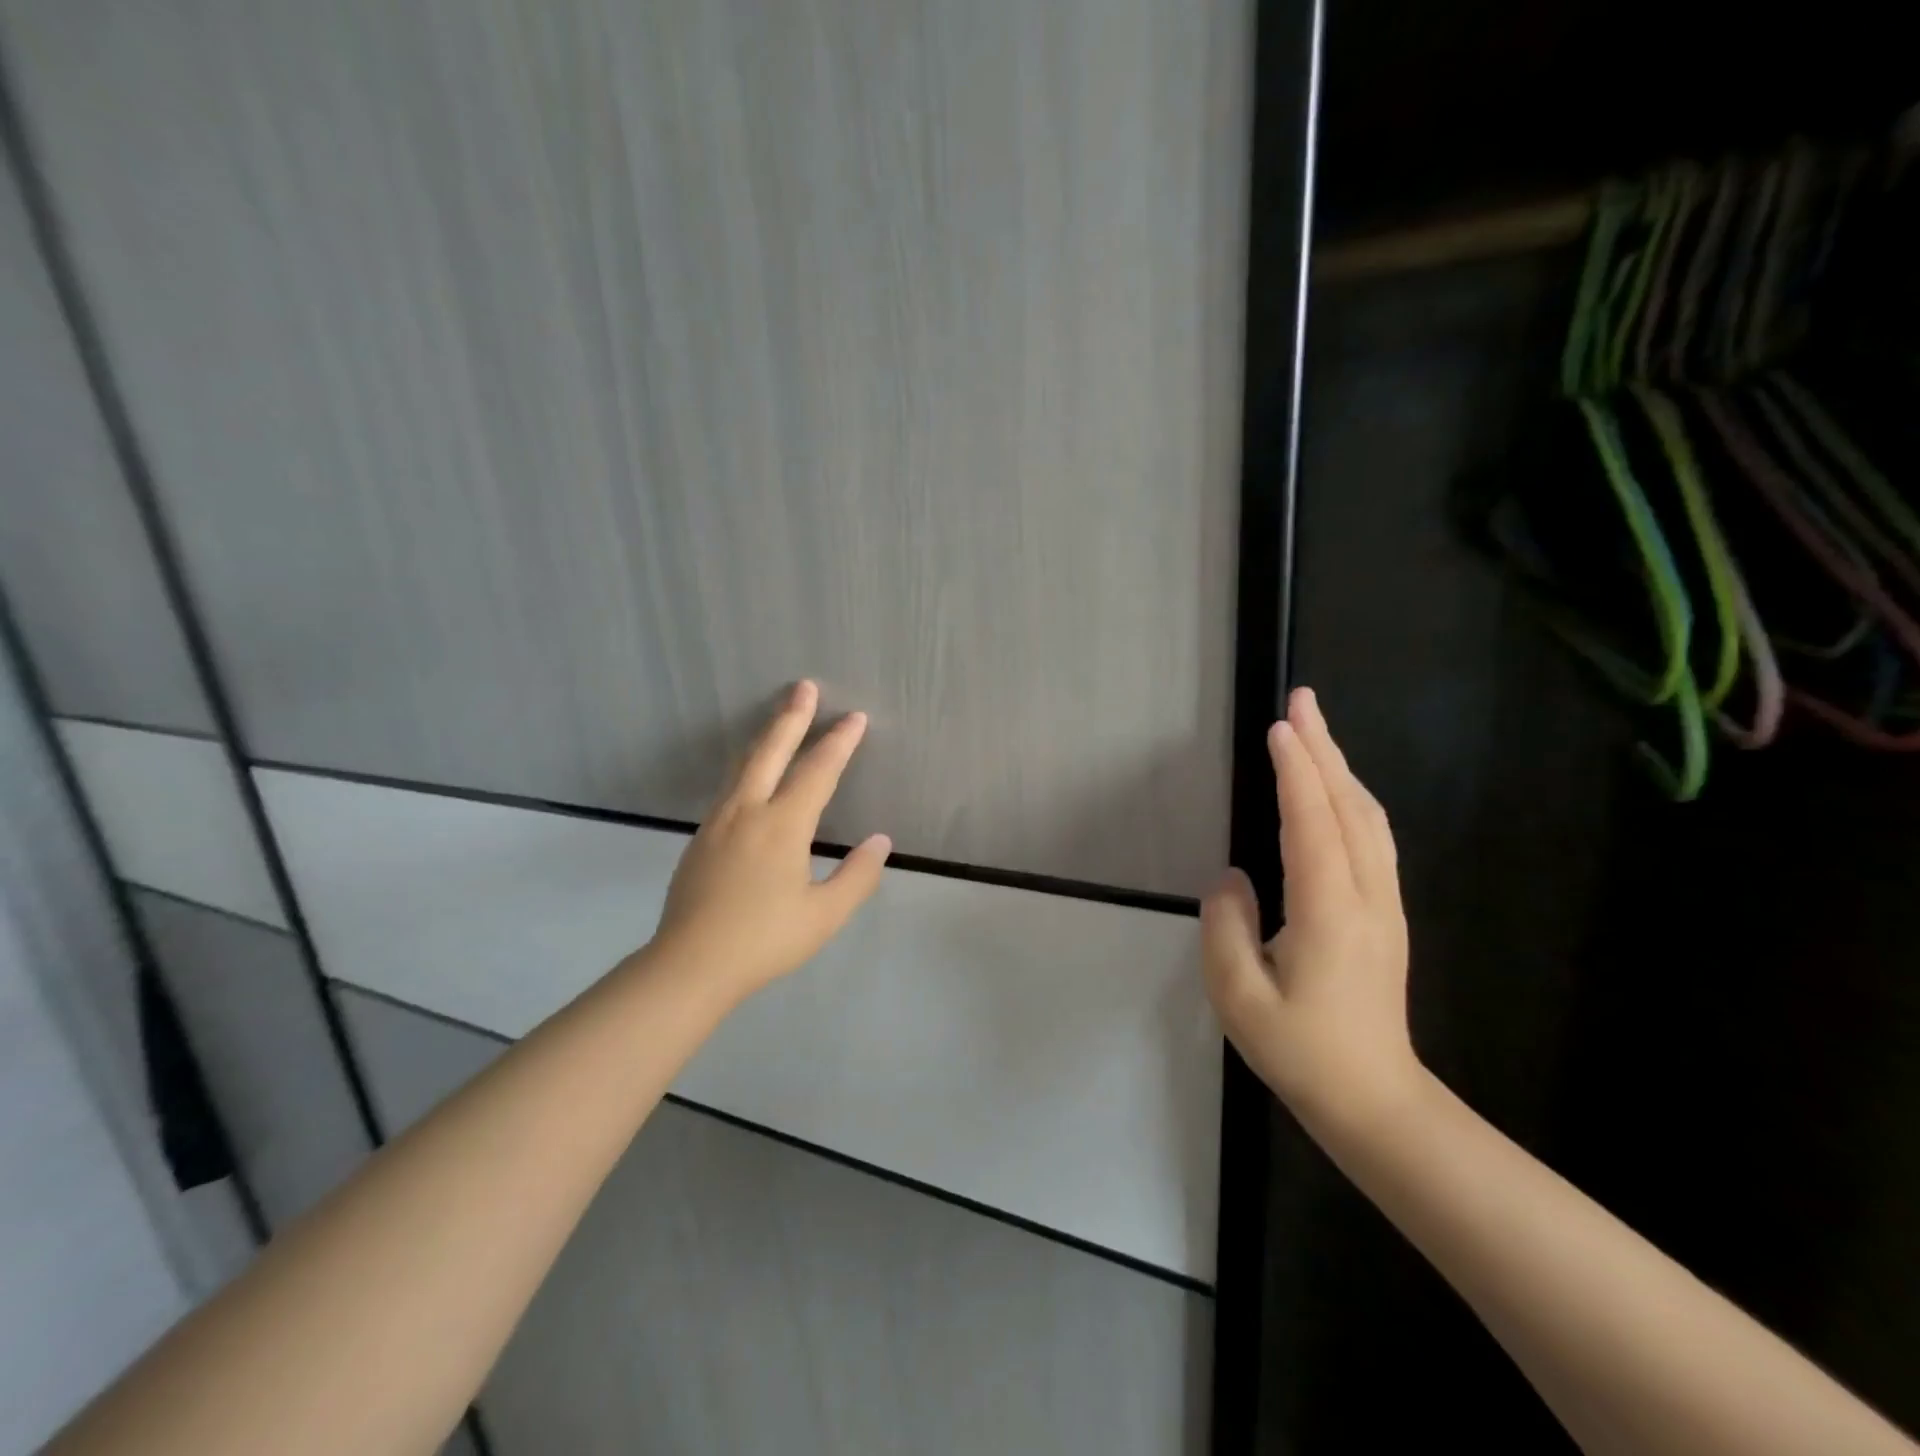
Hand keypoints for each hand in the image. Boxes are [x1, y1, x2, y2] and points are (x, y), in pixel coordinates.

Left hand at [650, 680, 891, 1000]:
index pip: (818, 771)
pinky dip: (749, 764)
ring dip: (766, 736)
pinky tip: (753, 773)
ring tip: (780, 718)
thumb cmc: (764, 940)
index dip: (839, 742)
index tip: (856, 717)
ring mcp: (719, 821)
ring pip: (745, 764)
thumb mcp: (824, 915)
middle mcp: (748, 811)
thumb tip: (880, 841)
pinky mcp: (701, 837)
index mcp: (782, 826)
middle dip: (791, 717)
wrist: (689, 964)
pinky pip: (731, 785)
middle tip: (804, 687)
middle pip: (771, 751)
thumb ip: (857, 876)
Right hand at [1201, 686, 1419, 1128]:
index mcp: (1329, 914)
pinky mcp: (1386, 914)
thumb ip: (1226, 928)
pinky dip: (1352, 798)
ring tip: (1314, 730)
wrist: (1377, 1102)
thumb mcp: (1239, 998)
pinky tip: (1337, 789)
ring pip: (1368, 819)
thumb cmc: (1302, 1053)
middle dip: (1324, 750)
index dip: (1296, 773)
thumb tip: (1232, 877)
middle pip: (1348, 808)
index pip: (1312, 825)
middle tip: (1302, 700)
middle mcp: (1366, 897)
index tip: (1279, 727)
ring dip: (1340, 768)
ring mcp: (1384, 904)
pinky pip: (1373, 839)